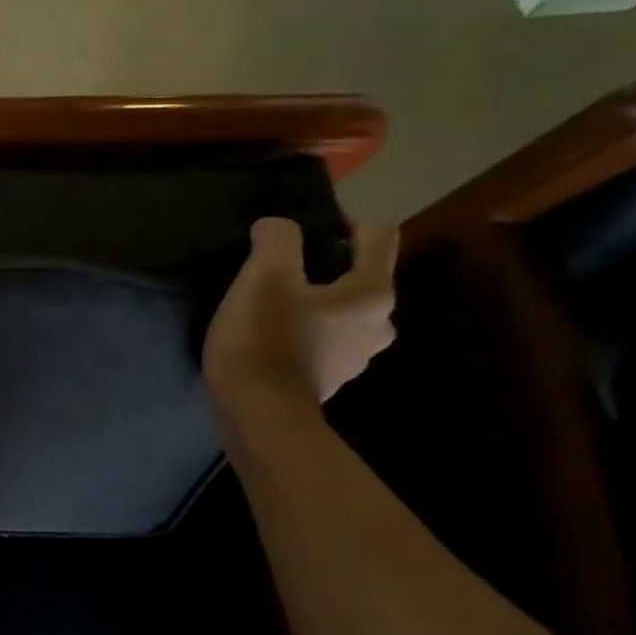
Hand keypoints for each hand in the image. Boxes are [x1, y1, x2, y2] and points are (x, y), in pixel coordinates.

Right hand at [204, 217, 397, 415]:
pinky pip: (322, 338)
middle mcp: (378, 323)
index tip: (305, 224)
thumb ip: (278, 240)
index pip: (378, 237)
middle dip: (325, 265)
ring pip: (339, 310)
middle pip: (359, 276)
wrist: (257, 413)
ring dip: (312, 299)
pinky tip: (269, 330)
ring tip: (270, 298)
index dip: (346, 221)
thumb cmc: (266, 338)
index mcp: (372, 293)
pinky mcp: (328, 377)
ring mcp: (356, 356)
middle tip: (280, 265)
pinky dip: (302, 328)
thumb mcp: (264, 276)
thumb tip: (277, 226)